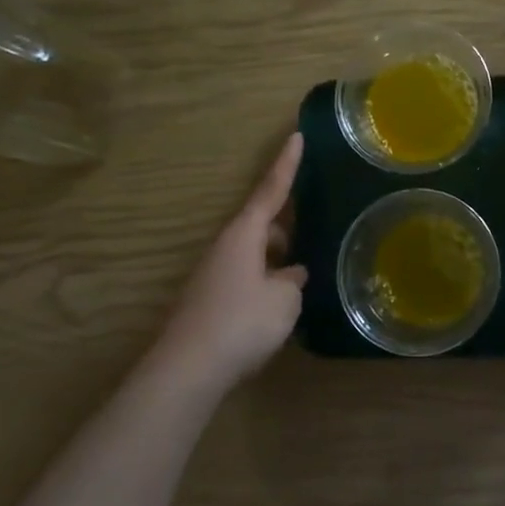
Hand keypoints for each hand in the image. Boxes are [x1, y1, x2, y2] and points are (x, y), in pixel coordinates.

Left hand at [153, 133, 307, 392]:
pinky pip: (248, 276)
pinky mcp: (212, 300)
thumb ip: (293, 281)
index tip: (297, 134)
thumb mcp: (284, 299)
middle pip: (262, 223)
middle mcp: (226, 247)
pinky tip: (283, 302)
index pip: (271, 190)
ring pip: (255, 253)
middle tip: (316, 225)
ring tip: (307, 272)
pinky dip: (267, 280)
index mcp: (244, 234)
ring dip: (279, 257)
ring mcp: (215, 274)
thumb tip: (290, 275)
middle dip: (288, 224)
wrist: (188, 370)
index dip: (287, 164)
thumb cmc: (241, 323)